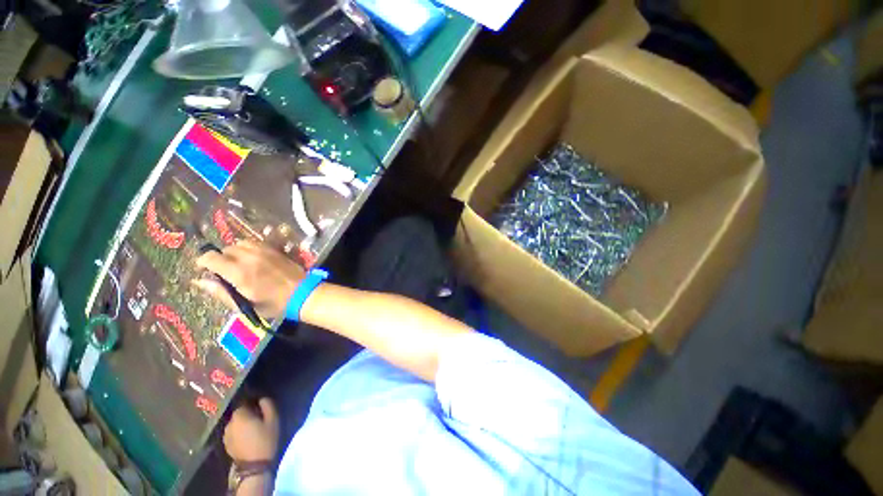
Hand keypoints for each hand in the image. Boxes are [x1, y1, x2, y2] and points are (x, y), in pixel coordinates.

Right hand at [194, 240, 304, 319]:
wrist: (303, 293)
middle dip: (221, 259)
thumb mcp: (244, 305)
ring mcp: (264, 251)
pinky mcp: (275, 249)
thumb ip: (220, 292)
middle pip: (225, 249)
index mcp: (238, 272)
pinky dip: (249, 248)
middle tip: (227, 272)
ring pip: (240, 243)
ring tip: (240, 264)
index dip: (203, 262)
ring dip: (236, 252)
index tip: (205, 270)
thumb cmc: (274, 304)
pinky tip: (253, 259)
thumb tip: (199, 281)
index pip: (210, 257)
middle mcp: (249, 257)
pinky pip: (255, 243)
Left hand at [224, 398, 278, 462]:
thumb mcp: (273, 419)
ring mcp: (225, 435)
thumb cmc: (265, 439)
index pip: (245, 402)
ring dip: (243, 424)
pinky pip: (233, 433)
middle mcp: (229, 423)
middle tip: (259, 419)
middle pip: (240, 413)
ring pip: (236, 424)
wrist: (254, 465)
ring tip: (253, 429)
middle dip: (248, 414)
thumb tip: (262, 398)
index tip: (262, 407)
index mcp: (240, 415)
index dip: (254, 403)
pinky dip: (239, 433)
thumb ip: (268, 405)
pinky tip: (247, 438)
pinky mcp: (226, 445)